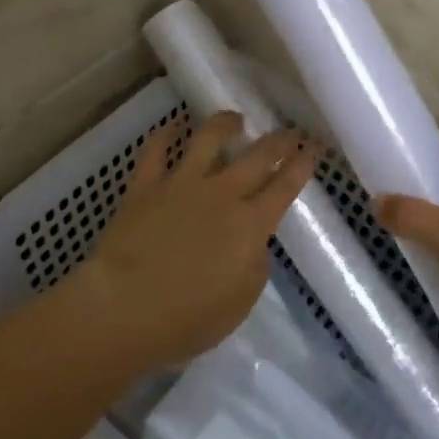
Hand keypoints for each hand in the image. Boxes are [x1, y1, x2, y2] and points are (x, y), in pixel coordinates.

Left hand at [75, 111, 317, 369]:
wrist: (124, 308)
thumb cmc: (188, 319)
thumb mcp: (241, 302)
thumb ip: (254, 264)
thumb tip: (252, 242)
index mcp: (251, 224)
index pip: (285, 186)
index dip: (303, 163)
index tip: (313, 147)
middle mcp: (222, 193)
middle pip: (257, 156)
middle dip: (278, 141)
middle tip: (288, 132)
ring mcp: (182, 183)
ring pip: (209, 138)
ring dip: (225, 124)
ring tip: (235, 119)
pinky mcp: (145, 185)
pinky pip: (155, 149)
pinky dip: (165, 133)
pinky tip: (173, 125)